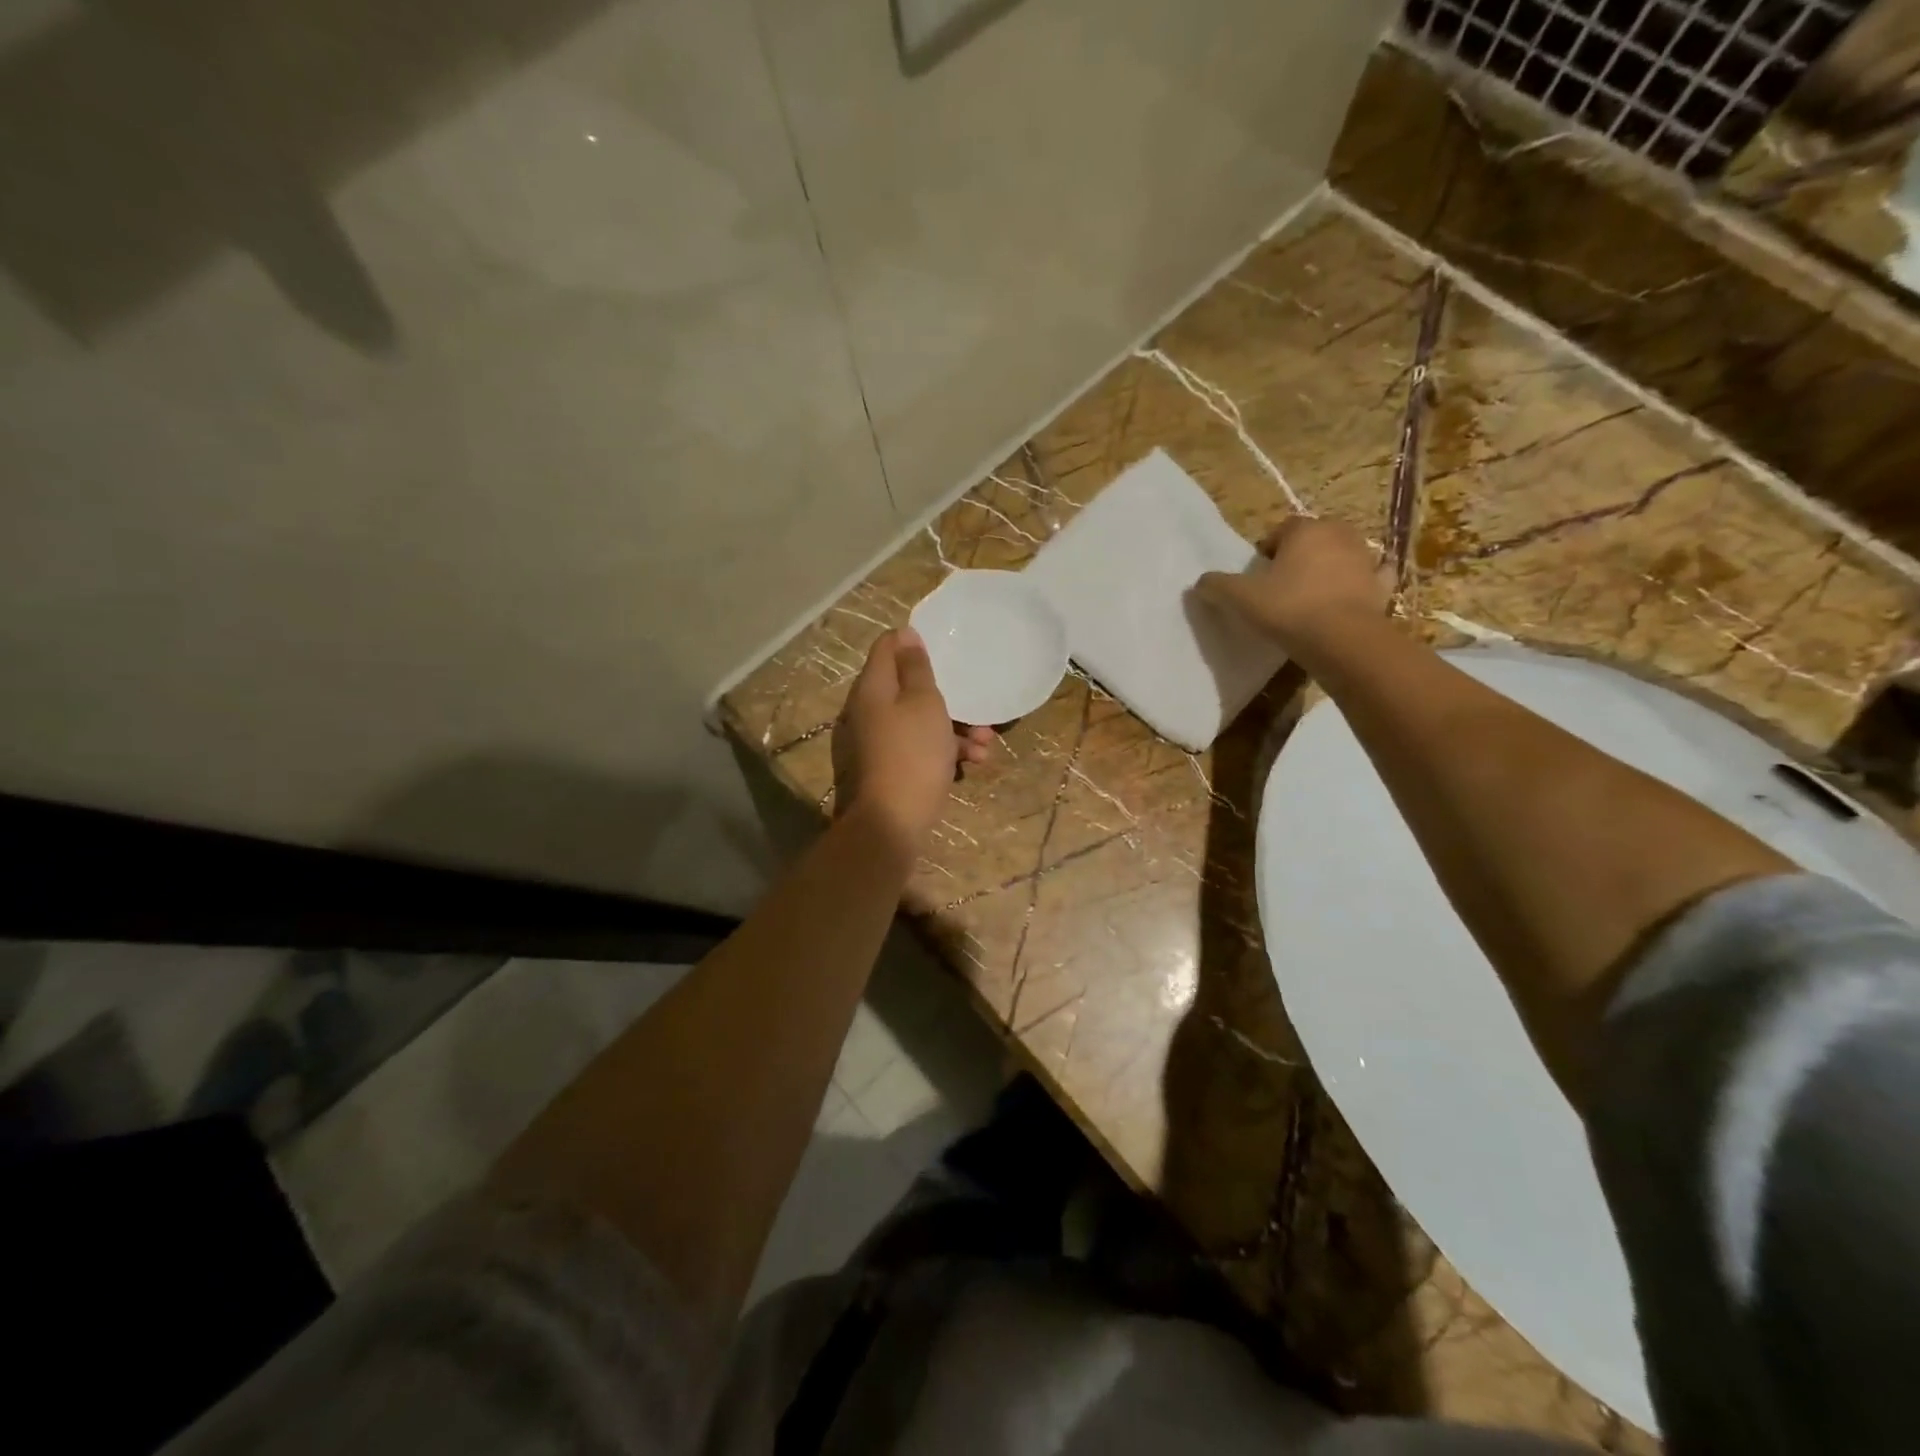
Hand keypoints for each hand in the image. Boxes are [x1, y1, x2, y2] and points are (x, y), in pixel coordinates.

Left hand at [833, 628, 993, 850]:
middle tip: (975, 699)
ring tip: (986, 742)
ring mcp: (882, 739)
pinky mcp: (895, 765)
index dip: (913, 641)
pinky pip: (923, 746)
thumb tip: (904, 635)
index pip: (887, 646)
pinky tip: (974, 762)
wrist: (894, 820)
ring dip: (957, 726)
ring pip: (922, 719)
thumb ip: (915, 668)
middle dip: (948, 693)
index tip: (945, 645)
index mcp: (874, 687)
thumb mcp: (923, 702)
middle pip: (909, 686)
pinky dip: (947, 750)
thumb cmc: (914, 752)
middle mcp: (873, 709)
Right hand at [1195, 516, 1391, 653]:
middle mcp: (1339, 535)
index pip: (1282, 529)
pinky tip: (1352, 596)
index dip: (1267, 551)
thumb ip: (1217, 586)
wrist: (1342, 640)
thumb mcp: (1240, 598)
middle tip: (1282, 585)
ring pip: (1343, 555)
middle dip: (1300, 555)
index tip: (1258, 576)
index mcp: (1305, 529)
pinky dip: (1364, 583)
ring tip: (1311, 596)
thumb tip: (1200, 582)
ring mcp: (1366, 559)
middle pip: (1314, 538)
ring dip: (1329, 568)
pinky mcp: (1382, 586)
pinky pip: (1373, 577)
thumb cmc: (1289, 608)